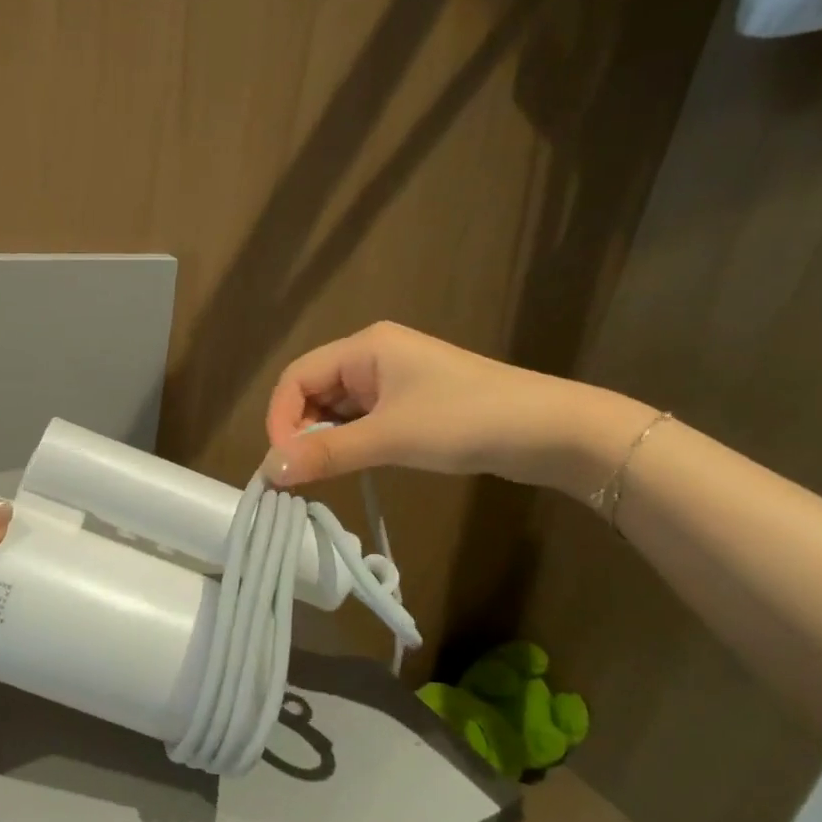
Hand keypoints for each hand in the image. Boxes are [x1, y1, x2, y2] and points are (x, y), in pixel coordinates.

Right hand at [262, 321, 648, 495]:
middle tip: (300, 474)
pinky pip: (363, 419)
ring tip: (323, 473)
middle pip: (313, 390)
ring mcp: (394, 380)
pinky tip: (352, 464)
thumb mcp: (390, 438)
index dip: (279, 418)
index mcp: (364, 347)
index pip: (296, 376)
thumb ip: (326, 453)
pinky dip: (350, 441)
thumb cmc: (465, 421)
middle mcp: (373, 356)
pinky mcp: (411, 403)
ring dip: (324, 438)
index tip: (281, 463)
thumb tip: (269, 471)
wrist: (551, 430)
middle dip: (300, 429)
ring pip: (338, 407)